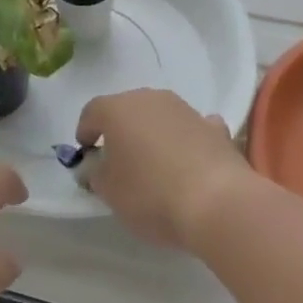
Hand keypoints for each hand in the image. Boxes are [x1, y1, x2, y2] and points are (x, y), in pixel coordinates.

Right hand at [76, 89, 256, 251]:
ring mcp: (185, 110)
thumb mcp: (109, 191)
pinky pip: (191, 129)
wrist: (217, 202)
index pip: (92, 112)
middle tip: (118, 158)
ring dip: (153, 133)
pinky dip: (186, 139)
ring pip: (160, 116)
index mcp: (117, 109)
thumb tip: (95, 166)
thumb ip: (95, 174)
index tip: (86, 153)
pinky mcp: (215, 128)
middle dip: (120, 130)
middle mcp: (150, 99)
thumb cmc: (150, 194)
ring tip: (154, 164)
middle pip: (127, 109)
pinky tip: (189, 160)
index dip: (85, 131)